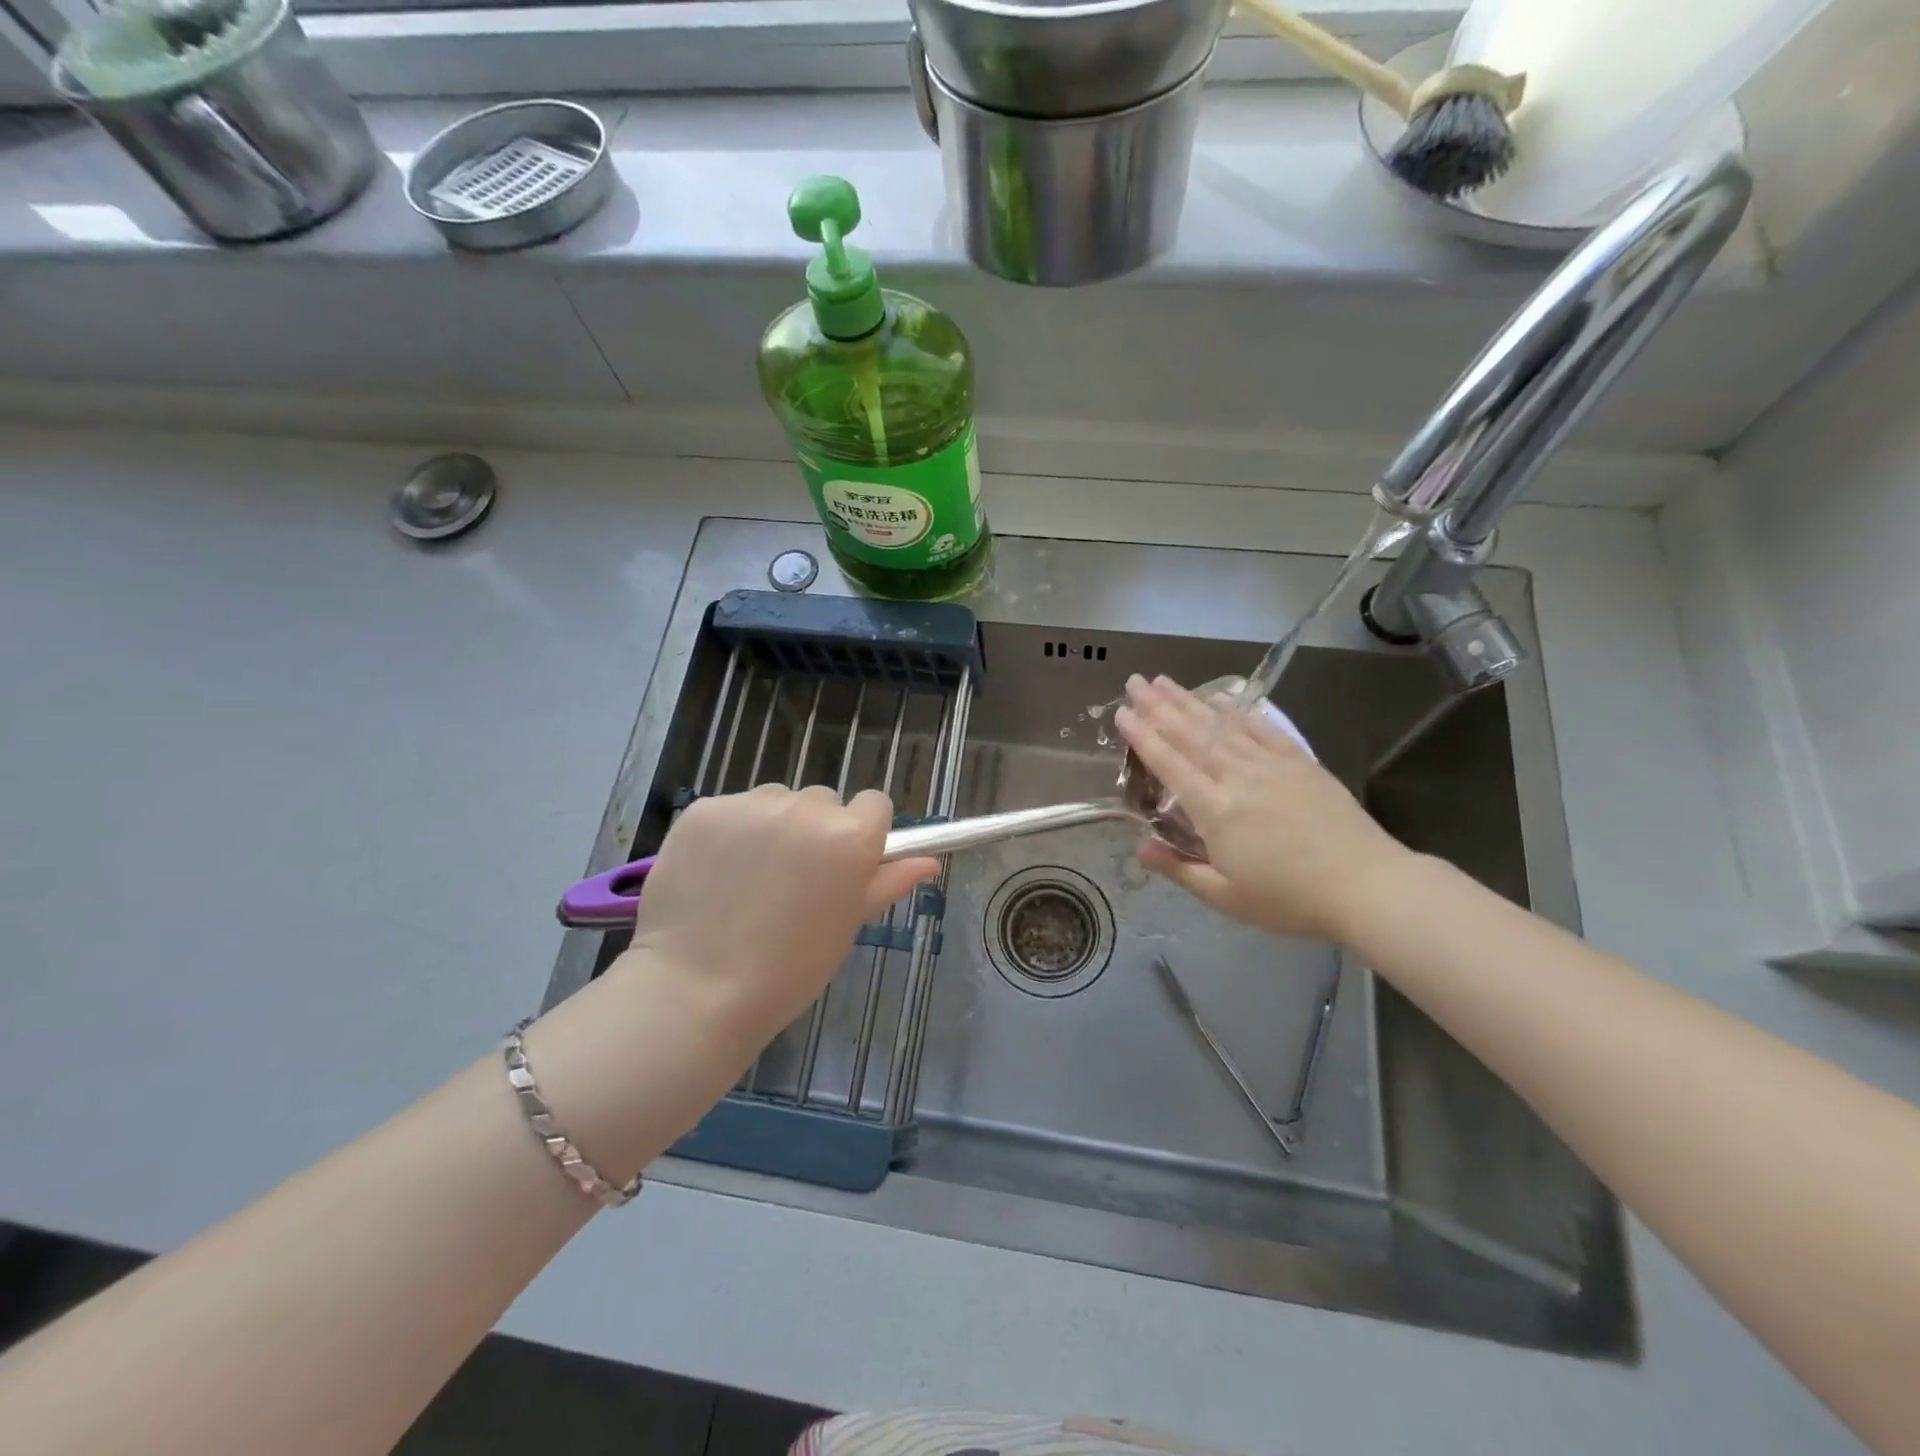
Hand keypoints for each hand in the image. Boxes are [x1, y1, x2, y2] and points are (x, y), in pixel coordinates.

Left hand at [615, 786, 937, 1048]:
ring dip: (772, 826)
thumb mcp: (847, 926)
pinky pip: (732, 810)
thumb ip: (887, 883)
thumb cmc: (788, 969)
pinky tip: (715, 873)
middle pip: (823, 802)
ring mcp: (751, 805)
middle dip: (816, 830)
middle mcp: (806, 808)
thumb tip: (929, 860)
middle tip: (793, 880)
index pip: (874, 804)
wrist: (696, 991)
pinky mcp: (705, 809)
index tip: (844, 864)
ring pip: (776, 801)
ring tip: (749, 878)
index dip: (863, 832)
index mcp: (850, 836)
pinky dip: (730, 833)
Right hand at [1115, 675, 1413, 941]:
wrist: (1367, 886)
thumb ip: (1179, 869)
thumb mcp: (1226, 897)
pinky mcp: (1299, 762)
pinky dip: (1238, 712)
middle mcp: (1238, 777)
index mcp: (1215, 810)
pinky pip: (1261, 729)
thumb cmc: (1290, 899)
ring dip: (1189, 701)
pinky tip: (1220, 698)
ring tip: (1164, 681)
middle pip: (1191, 735)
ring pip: (1221, 726)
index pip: (1170, 764)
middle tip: (1134, 681)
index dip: (1143, 737)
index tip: (1121, 713)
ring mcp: (1271, 765)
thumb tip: (1138, 846)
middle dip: (1158, 706)